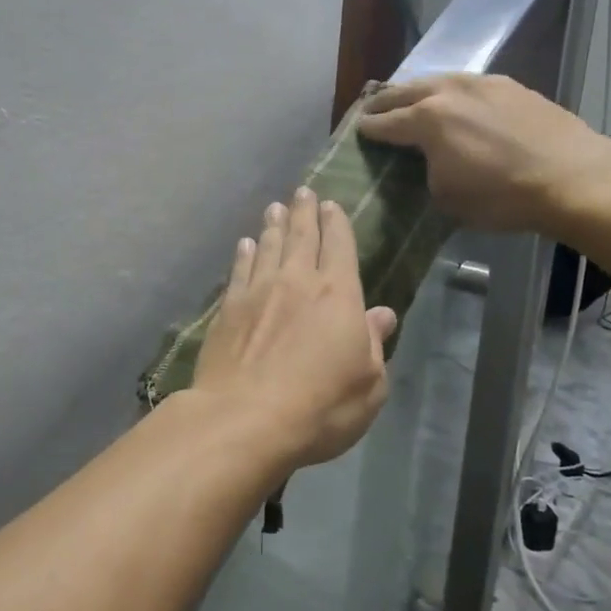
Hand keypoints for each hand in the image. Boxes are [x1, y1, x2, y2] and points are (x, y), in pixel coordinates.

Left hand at [190, 187, 398, 471]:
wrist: (245, 419)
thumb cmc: (321, 406)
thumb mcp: (369, 385)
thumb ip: (374, 344)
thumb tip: (382, 314)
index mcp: (338, 294)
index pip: (339, 246)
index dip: (336, 223)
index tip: (331, 204)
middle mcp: (297, 281)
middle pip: (301, 236)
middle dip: (304, 212)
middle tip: (302, 192)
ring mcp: (258, 292)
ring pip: (268, 247)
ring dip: (273, 225)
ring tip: (274, 208)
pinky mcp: (228, 309)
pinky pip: (239, 270)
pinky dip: (244, 254)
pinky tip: (245, 244)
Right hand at [356, 74, 610, 233]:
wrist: (572, 177)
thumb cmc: (502, 196)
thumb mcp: (447, 198)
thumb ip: (426, 171)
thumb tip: (428, 161)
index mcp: (426, 119)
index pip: (385, 123)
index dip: (368, 129)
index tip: (358, 131)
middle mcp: (447, 91)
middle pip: (404, 92)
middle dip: (385, 102)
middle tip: (373, 110)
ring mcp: (481, 83)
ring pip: (436, 80)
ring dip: (417, 91)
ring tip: (409, 100)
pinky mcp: (509, 85)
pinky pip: (466, 84)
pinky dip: (450, 92)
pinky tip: (454, 102)